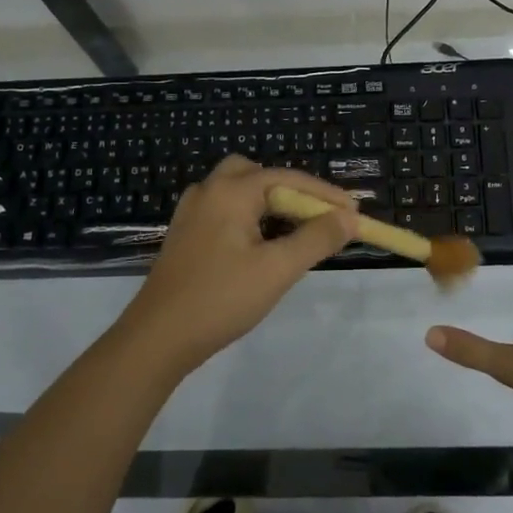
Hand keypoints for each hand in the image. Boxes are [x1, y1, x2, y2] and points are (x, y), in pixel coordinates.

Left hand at [115, 156, 358, 375]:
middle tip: (316, 217)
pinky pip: (224, 211)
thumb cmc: (221, 298)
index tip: (354, 212)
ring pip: (238, 192)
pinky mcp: (185, 235)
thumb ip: (316, 239)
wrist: (157, 338)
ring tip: (294, 232)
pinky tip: (260, 246)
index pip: (287, 178)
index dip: (324, 194)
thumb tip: (349, 218)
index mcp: (230, 191)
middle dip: (291, 191)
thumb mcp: (277, 269)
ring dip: (269, 204)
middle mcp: (208, 192)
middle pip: (257, 174)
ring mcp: (191, 213)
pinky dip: (249, 217)